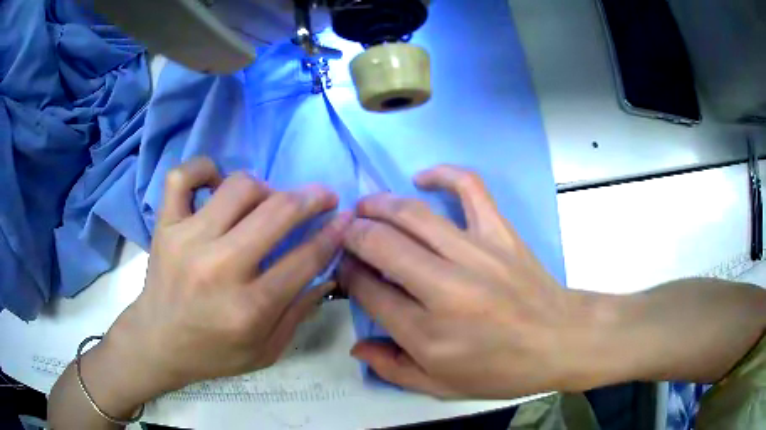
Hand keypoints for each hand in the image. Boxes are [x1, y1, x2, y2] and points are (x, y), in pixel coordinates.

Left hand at [102, 157, 350, 400]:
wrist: (157, 342)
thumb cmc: (213, 353)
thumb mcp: (266, 351)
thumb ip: (300, 312)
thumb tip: (329, 271)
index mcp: (249, 308)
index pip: (305, 258)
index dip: (334, 233)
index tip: (346, 218)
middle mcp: (219, 268)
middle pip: (277, 212)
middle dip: (312, 198)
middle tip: (323, 196)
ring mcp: (187, 240)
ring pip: (239, 186)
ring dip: (265, 188)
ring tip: (266, 203)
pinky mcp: (165, 225)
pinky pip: (183, 176)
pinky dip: (203, 169)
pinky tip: (216, 184)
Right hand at [340, 165, 594, 398]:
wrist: (560, 341)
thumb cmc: (502, 371)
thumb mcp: (442, 387)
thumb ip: (392, 369)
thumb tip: (356, 346)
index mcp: (427, 332)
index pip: (368, 290)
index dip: (348, 275)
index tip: (346, 270)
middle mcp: (445, 288)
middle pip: (382, 245)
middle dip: (353, 234)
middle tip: (346, 234)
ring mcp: (476, 254)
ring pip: (414, 215)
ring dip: (379, 205)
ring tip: (364, 206)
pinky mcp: (500, 233)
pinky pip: (470, 189)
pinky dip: (444, 174)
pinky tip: (422, 177)